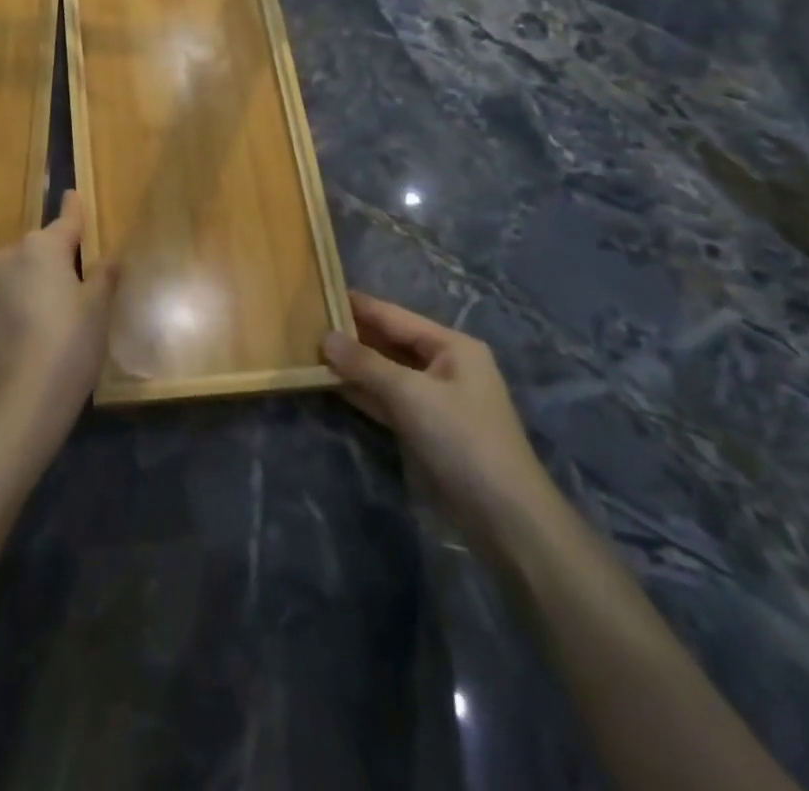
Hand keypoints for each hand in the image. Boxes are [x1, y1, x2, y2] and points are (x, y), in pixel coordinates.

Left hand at [0, 190, 117, 460]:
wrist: (22, 397)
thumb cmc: (70, 342)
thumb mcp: (98, 307)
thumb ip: (104, 275)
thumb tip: (110, 258)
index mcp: (42, 246)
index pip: (66, 220)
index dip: (74, 209)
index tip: (73, 193)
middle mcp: (13, 254)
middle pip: (45, 245)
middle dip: (63, 253)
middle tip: (86, 273)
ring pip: (28, 268)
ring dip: (45, 276)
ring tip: (68, 304)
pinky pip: (16, 290)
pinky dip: (31, 296)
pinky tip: (47, 321)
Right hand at [322, 292, 556, 540]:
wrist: (503, 518)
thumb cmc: (462, 439)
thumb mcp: (410, 394)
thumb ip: (365, 363)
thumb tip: (325, 337)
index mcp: (452, 347)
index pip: (395, 316)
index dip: (358, 305)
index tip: (320, 291)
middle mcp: (443, 366)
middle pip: (389, 342)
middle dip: (352, 335)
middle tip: (306, 321)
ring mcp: (432, 400)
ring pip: (384, 372)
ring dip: (351, 365)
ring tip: (309, 348)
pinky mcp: (422, 429)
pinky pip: (384, 400)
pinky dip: (360, 392)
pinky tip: (328, 382)